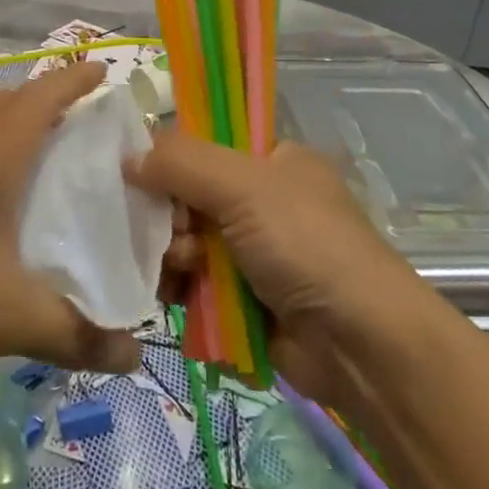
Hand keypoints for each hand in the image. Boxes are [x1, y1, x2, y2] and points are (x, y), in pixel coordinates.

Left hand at [0, 63, 141, 390]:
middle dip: (41, 102)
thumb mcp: (6, 320)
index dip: (74, 79)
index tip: (103, 71)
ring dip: (2, 134)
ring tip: (33, 169)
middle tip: (77, 126)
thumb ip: (75, 336)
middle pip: (2, 104)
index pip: (41, 97)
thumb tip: (136, 357)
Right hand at [128, 128, 432, 409]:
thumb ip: (182, 163)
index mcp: (274, 161)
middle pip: (190, 196)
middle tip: (177, 235)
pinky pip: (196, 284)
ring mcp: (255, 253)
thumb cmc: (305, 245)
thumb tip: (129, 157)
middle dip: (172, 218)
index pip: (207, 145)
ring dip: (175, 256)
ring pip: (188, 243)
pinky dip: (182, 290)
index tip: (145, 177)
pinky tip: (175, 297)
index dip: (173, 159)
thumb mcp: (243, 186)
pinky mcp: (245, 298)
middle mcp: (264, 202)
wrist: (358, 342)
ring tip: (184, 270)